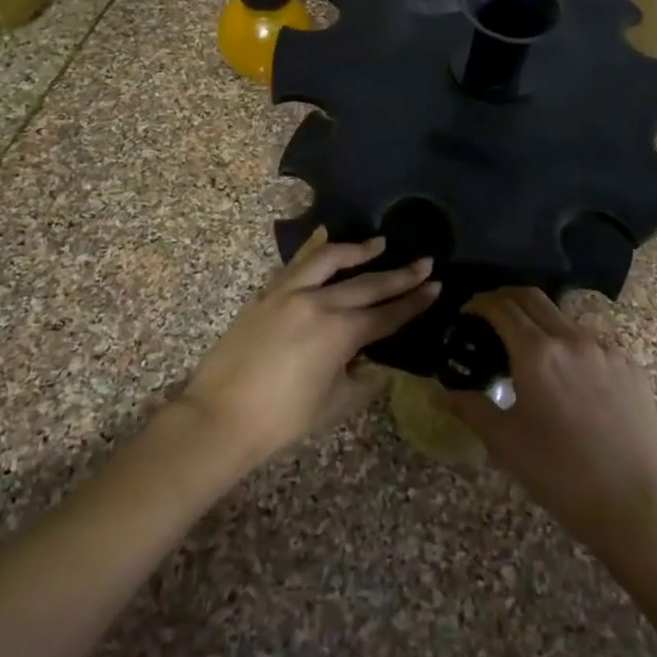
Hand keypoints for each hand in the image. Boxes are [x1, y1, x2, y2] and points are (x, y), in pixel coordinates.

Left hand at [181, 229, 438, 464]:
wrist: (220, 416)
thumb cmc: (282, 419)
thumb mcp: (334, 403)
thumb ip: (359, 377)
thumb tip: (369, 360)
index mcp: (341, 333)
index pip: (388, 314)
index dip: (414, 302)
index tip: (435, 285)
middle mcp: (319, 303)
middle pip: (368, 284)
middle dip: (400, 275)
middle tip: (425, 262)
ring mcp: (289, 293)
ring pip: (331, 260)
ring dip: (358, 250)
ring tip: (379, 243)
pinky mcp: (267, 294)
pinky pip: (296, 264)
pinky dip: (314, 249)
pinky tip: (325, 237)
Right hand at [451, 288, 656, 557]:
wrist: (636, 503)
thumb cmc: (561, 474)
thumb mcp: (505, 443)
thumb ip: (472, 409)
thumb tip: (445, 392)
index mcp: (537, 353)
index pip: (502, 307)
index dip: (480, 303)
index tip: (467, 310)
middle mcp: (572, 339)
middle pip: (533, 298)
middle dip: (506, 298)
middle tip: (490, 314)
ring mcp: (607, 349)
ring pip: (565, 319)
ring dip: (540, 322)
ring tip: (530, 350)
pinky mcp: (631, 366)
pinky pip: (593, 343)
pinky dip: (571, 346)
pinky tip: (569, 376)